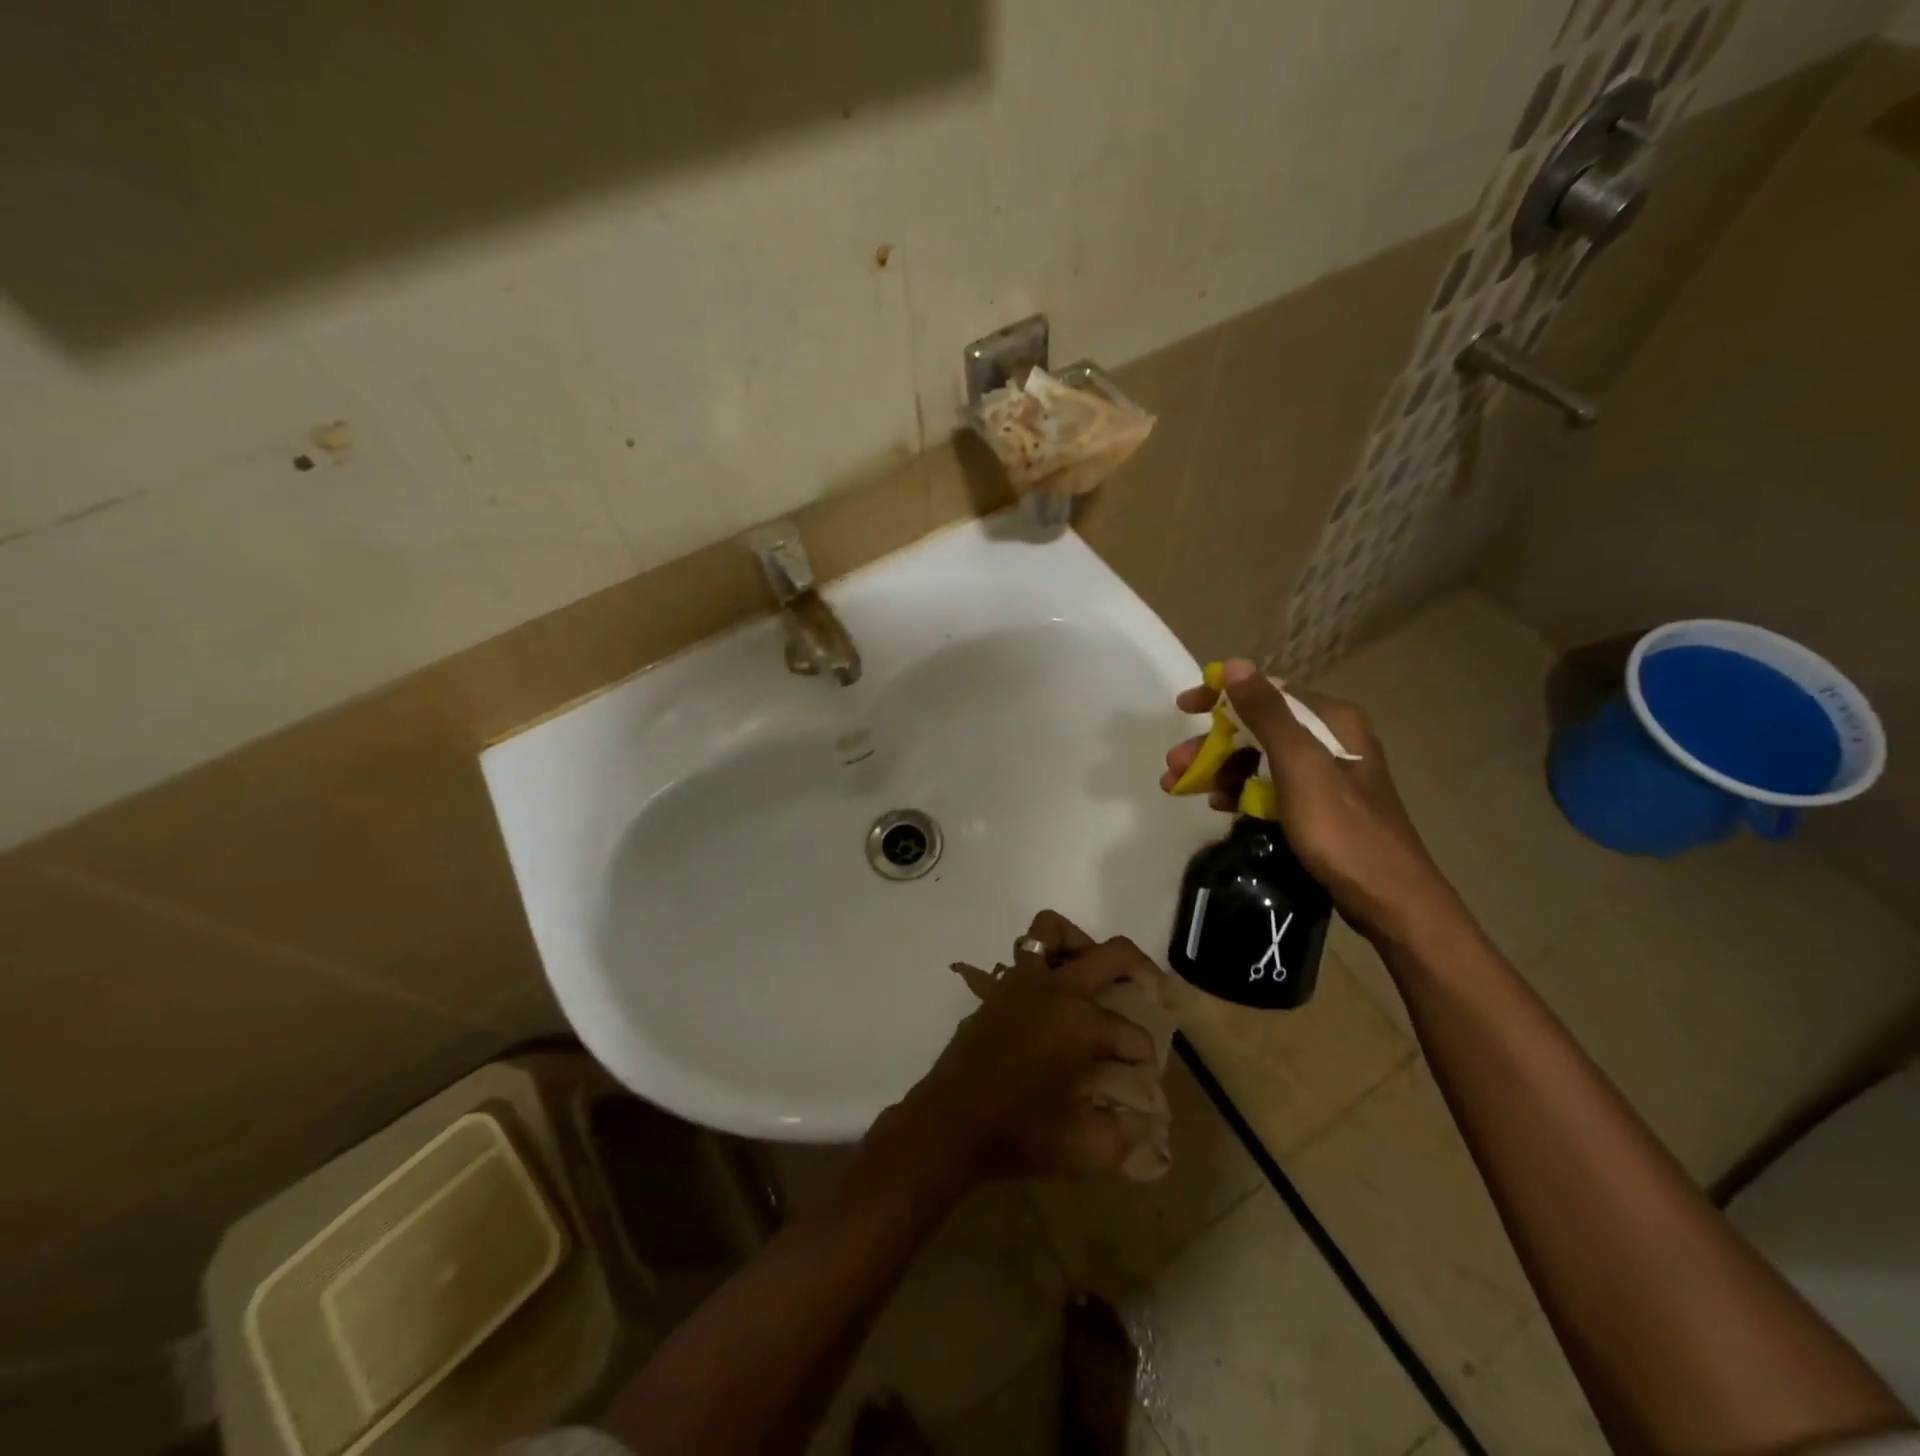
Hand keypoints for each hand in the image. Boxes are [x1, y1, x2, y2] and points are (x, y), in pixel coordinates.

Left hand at [881, 911, 1164, 1189]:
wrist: (950, 1124)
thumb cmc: (1020, 1134)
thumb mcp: (1085, 1148)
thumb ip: (1126, 1136)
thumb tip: (1149, 1125)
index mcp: (1081, 1022)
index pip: (1133, 1034)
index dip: (1146, 1058)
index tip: (1144, 1080)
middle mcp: (1056, 989)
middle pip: (1113, 955)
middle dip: (1143, 972)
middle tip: (1154, 995)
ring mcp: (1023, 982)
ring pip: (1054, 930)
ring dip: (1082, 944)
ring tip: (1096, 976)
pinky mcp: (999, 988)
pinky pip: (1026, 952)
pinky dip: (1046, 959)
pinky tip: (1055, 996)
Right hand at [1159, 659, 1465, 947]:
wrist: (1388, 899)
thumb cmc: (1341, 828)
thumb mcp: (1299, 766)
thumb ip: (1267, 714)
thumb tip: (1235, 665)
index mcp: (1332, 720)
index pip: (1267, 693)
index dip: (1221, 696)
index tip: (1183, 707)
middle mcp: (1331, 739)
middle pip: (1258, 728)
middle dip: (1213, 745)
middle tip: (1174, 766)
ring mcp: (1326, 775)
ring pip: (1260, 759)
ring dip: (1220, 770)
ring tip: (1182, 790)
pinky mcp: (1319, 806)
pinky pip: (1270, 787)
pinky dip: (1241, 791)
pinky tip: (1219, 806)